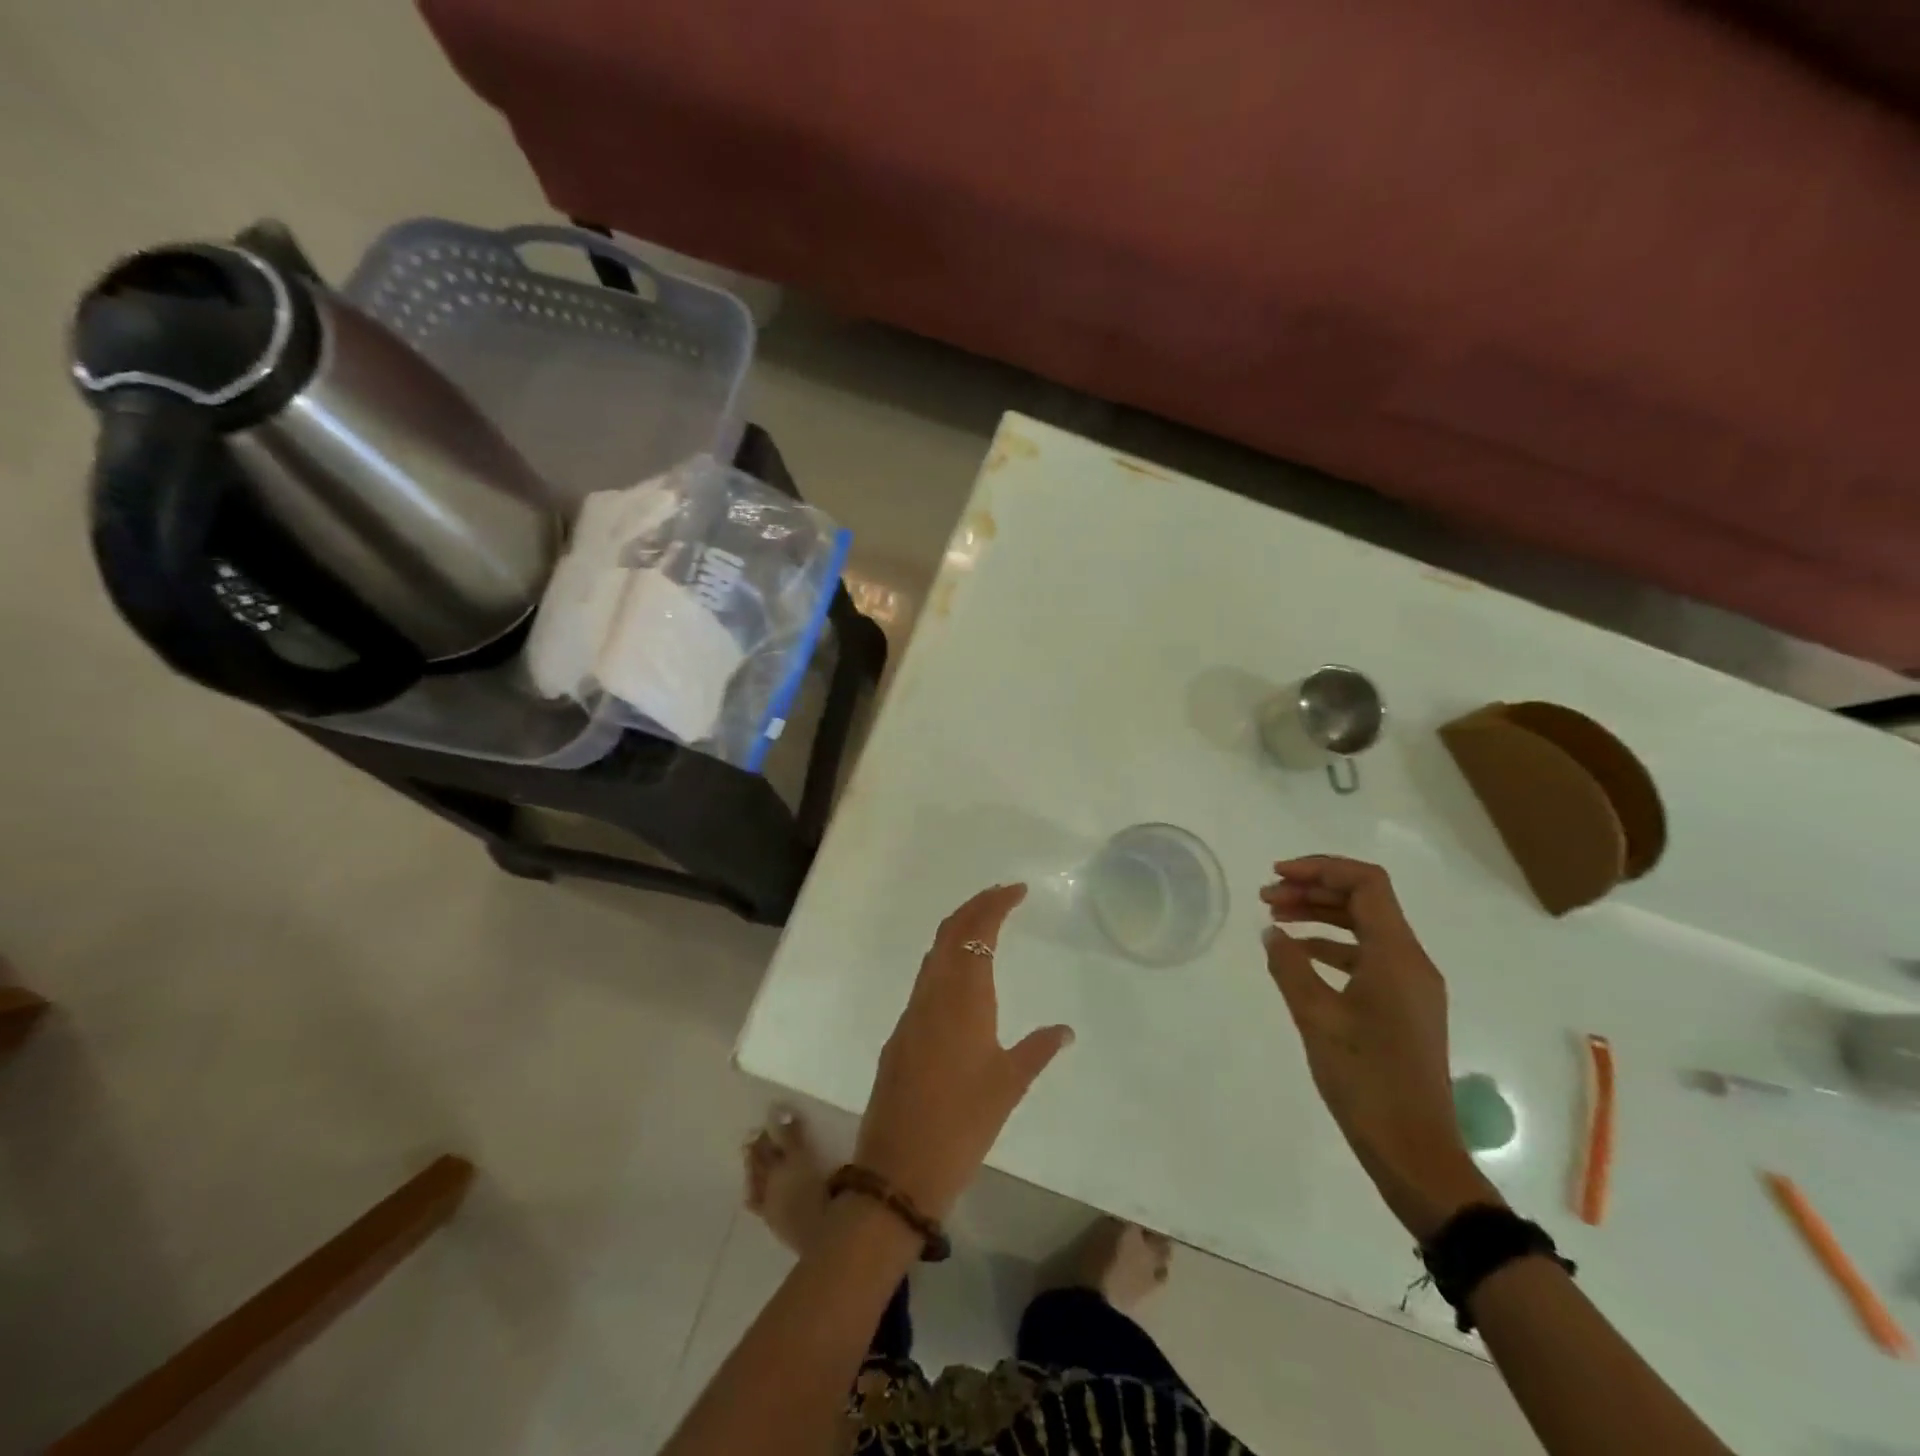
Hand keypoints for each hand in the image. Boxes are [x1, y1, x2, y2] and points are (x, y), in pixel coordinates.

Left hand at [854, 884, 1073, 1221]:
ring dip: (957, 930)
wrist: (900, 1166)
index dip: (995, 905)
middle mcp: (933, 995)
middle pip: (949, 933)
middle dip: (975, 906)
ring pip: (933, 954)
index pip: (977, 933)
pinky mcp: (900, 1034)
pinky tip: (959, 978)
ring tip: (984, 924)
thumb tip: (1065, 1030)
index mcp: (963, 999)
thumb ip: (1038, 1050)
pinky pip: (925, 980)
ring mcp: (912, 1013)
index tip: (1017, 890)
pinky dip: (945, 960)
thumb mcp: (1009, 1086)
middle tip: (1002, 895)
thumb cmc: (963, 1124)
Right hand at [1261, 856, 1500, 1239]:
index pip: (1366, 884)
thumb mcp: (1316, 1018)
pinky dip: (1332, 946)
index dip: (1321, 868)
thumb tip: (1272, 933)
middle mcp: (1411, 962)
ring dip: (1321, 916)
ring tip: (1275, 920)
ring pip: (1365, 928)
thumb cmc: (1365, 1080)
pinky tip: (1299, 957)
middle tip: (1266, 898)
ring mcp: (1411, 986)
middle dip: (1314, 890)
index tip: (1277, 875)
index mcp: (1397, 956)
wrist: (1414, 1152)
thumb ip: (1289, 967)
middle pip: (1365, 901)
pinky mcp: (1404, 1007)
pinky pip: (1367, 957)